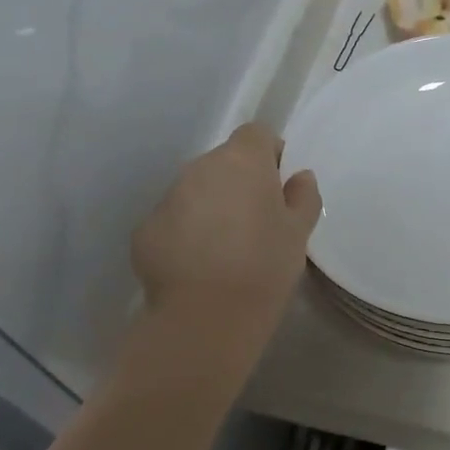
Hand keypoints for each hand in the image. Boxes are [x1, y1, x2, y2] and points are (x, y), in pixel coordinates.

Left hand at [133, 123, 320, 335]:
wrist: (207, 316)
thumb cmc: (264, 266)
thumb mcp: (299, 233)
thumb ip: (303, 197)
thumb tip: (300, 176)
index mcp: (241, 161)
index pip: (256, 134)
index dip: (269, 154)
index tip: (278, 185)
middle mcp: (199, 168)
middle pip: (223, 162)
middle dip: (238, 183)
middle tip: (255, 222)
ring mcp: (168, 197)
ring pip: (195, 190)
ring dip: (210, 207)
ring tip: (225, 249)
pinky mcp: (146, 229)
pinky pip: (173, 220)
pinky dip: (185, 233)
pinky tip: (198, 266)